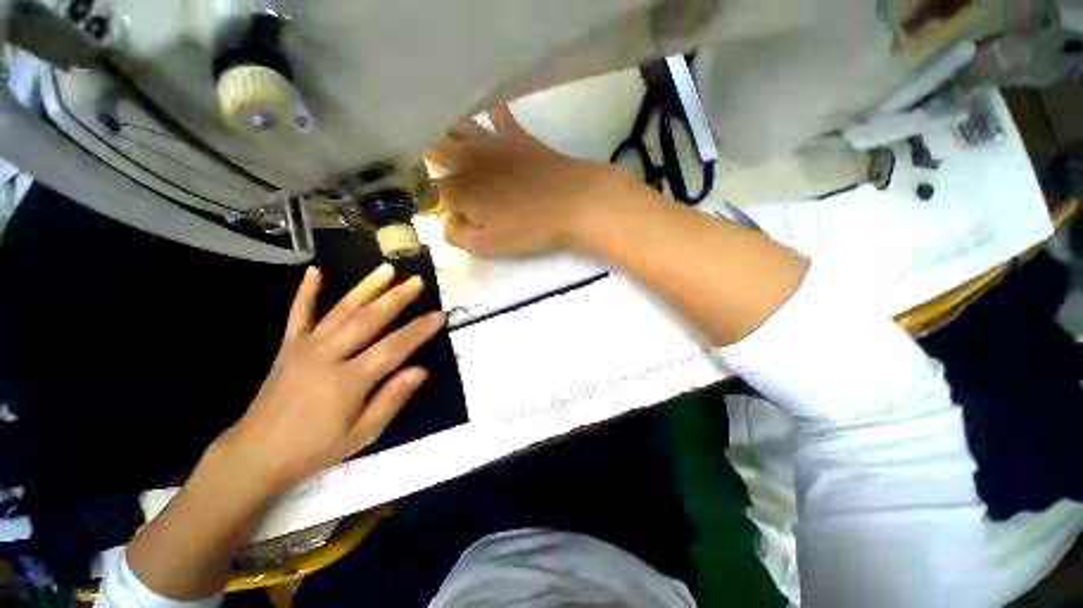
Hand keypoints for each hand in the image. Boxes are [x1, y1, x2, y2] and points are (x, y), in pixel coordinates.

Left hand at [218, 264, 444, 493]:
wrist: (256, 454)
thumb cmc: (316, 448)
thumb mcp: (363, 435)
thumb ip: (392, 399)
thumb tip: (421, 370)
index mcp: (349, 381)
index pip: (394, 347)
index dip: (420, 330)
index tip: (439, 315)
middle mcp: (328, 356)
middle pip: (369, 319)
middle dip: (397, 298)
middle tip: (417, 281)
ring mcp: (305, 347)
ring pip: (341, 310)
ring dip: (366, 287)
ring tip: (387, 268)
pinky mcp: (288, 346)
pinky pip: (298, 314)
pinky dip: (306, 292)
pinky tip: (314, 272)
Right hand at [426, 105, 629, 257]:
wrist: (572, 202)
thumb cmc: (530, 229)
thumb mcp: (490, 246)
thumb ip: (459, 235)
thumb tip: (448, 220)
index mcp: (459, 189)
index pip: (428, 189)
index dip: (424, 195)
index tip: (426, 200)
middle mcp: (468, 159)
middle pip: (434, 149)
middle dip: (427, 157)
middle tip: (430, 167)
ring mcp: (492, 142)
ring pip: (458, 126)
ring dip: (448, 132)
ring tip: (449, 142)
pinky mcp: (516, 134)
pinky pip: (497, 114)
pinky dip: (490, 117)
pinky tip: (491, 123)